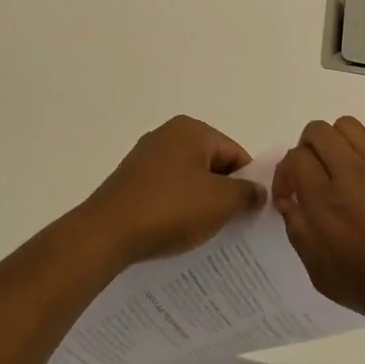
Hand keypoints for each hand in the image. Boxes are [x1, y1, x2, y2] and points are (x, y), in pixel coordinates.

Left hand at [78, 116, 265, 265]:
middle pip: (212, 165)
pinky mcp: (131, 180)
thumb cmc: (170, 209)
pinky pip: (166, 192)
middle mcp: (167, 135)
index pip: (235, 154)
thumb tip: (257, 192)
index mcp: (191, 130)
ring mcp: (145, 157)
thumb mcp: (221, 202)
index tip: (250, 214)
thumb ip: (247, 194)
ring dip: (200, 204)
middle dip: (224, 194)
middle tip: (231, 225)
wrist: (106, 233)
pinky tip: (177, 231)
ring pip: (189, 180)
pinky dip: (177, 209)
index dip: (248, 184)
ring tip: (204, 233)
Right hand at [274, 118, 364, 334]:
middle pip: (317, 132)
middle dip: (307, 150)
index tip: (292, 199)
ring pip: (349, 125)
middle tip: (314, 178)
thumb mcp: (323, 276)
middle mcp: (350, 174)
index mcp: (324, 201)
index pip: (294, 158)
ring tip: (343, 166)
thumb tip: (290, 203)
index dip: (286, 175)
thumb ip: (300, 234)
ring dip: (338, 140)